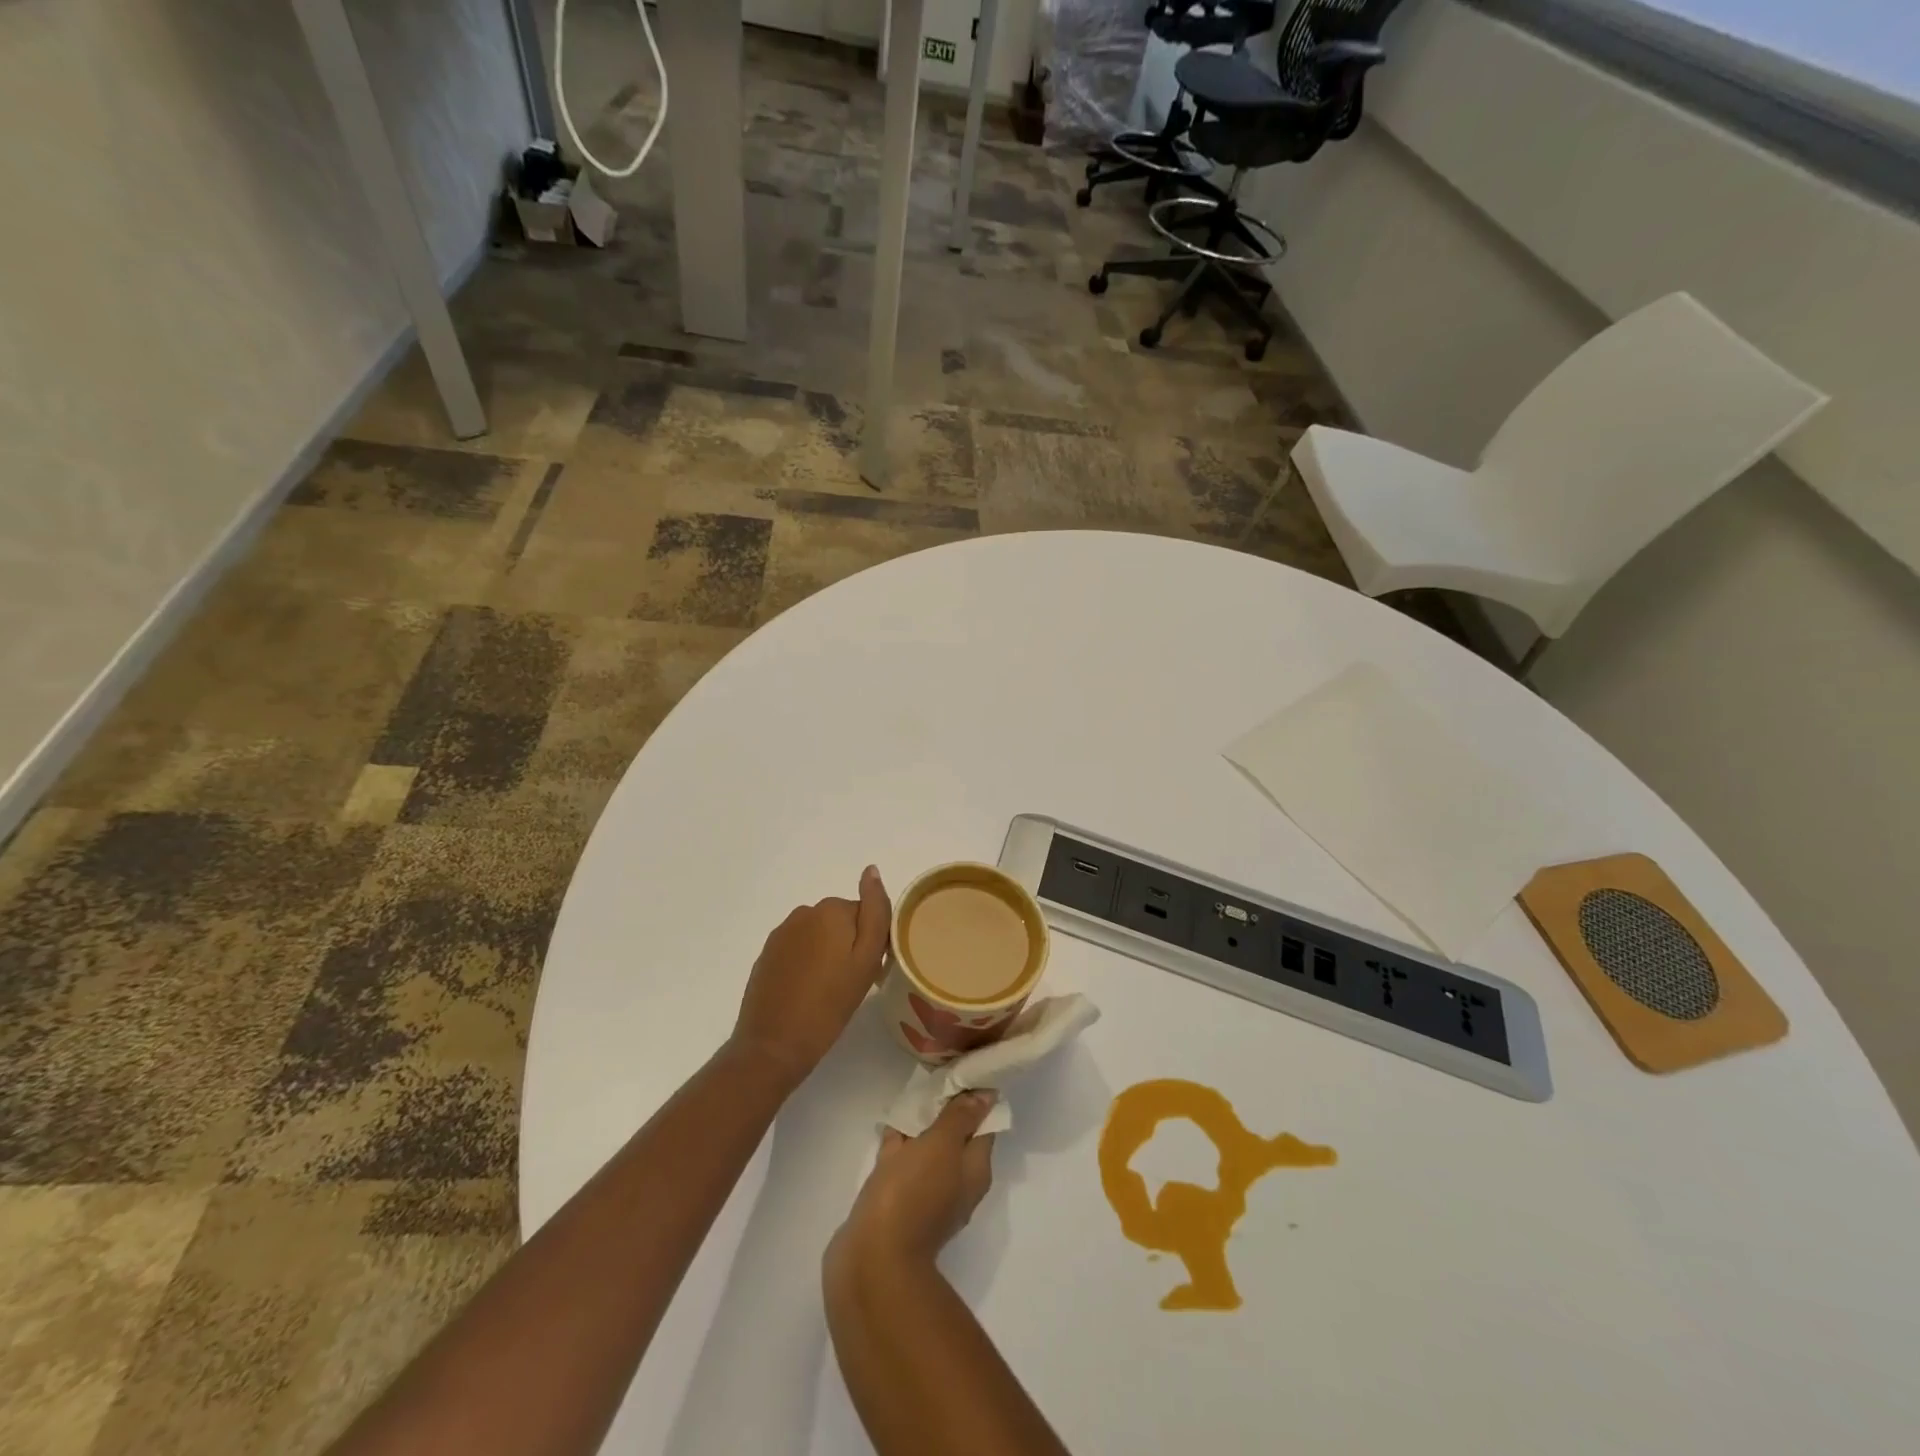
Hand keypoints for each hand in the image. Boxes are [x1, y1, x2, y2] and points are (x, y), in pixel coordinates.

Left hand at [732, 866, 890, 1086]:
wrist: (772, 1045)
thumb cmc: (829, 1006)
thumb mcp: (865, 960)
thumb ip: (875, 912)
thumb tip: (871, 870)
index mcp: (831, 910)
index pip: (866, 915)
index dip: (872, 943)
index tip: (870, 972)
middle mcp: (804, 913)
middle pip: (841, 923)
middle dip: (849, 947)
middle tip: (851, 985)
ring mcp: (781, 933)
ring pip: (819, 936)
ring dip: (828, 955)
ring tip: (829, 993)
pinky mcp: (767, 954)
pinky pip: (798, 950)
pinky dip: (807, 965)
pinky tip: (807, 994)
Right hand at [834, 1092, 997, 1268]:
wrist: (873, 1258)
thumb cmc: (913, 1194)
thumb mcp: (941, 1145)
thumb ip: (961, 1117)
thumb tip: (989, 1094)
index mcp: (975, 1171)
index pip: (984, 1125)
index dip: (974, 1099)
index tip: (960, 1072)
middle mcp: (957, 1184)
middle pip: (955, 1137)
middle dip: (943, 1110)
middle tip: (931, 1078)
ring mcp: (927, 1196)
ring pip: (927, 1150)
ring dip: (919, 1126)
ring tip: (909, 1095)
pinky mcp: (898, 1204)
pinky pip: (904, 1165)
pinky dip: (898, 1145)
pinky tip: (888, 1125)